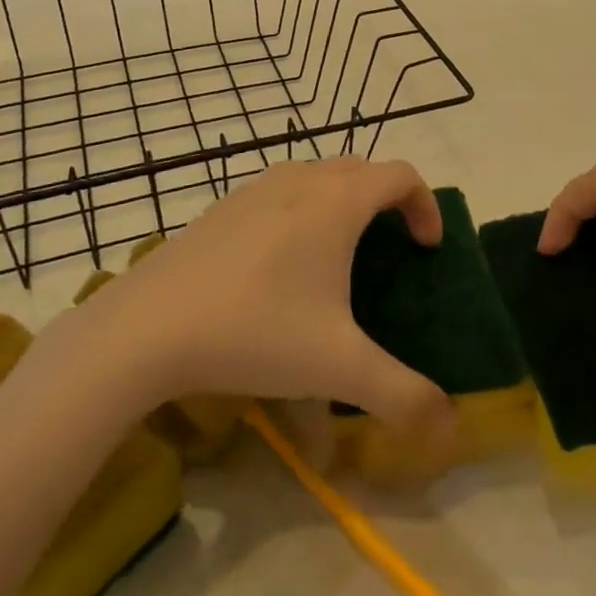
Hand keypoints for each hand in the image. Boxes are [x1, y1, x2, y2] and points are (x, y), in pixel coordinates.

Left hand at [67, 159, 456, 434]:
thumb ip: (402, 396)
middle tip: (390, 251)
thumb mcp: (338, 368)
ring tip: (339, 256)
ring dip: (344, 201)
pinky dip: (303, 209)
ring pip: (318, 175)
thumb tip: (449, 426)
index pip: (402, 175)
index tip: (426, 250)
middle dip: (387, 201)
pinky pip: (281, 191)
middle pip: (362, 169)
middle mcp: (300, 180)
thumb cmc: (255, 331)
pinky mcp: (222, 207)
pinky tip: (281, 265)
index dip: (426, 205)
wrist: (146, 328)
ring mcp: (255, 188)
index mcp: (337, 202)